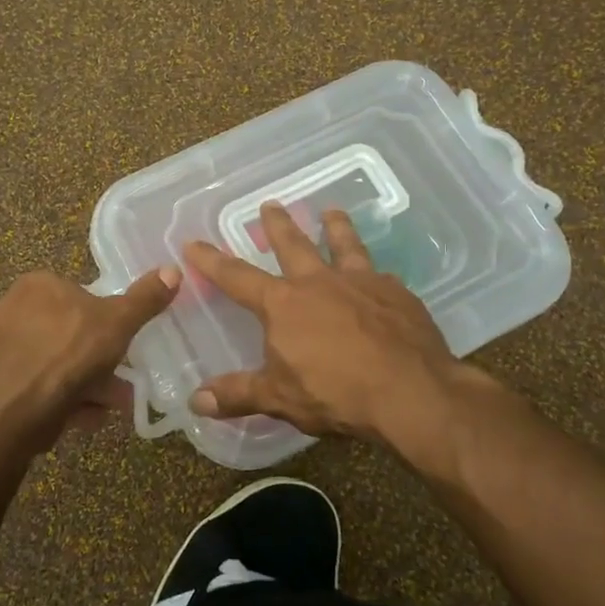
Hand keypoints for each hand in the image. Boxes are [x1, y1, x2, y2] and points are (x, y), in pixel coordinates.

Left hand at [0, 267, 180, 456]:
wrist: (7, 412)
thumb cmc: (66, 356)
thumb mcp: (117, 325)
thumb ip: (144, 299)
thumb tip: (173, 269)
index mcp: (38, 284)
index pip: (80, 299)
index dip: (105, 328)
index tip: (120, 354)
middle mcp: (8, 305)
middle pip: (65, 334)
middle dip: (93, 363)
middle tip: (115, 389)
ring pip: (48, 362)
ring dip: (77, 385)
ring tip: (98, 412)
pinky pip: (28, 383)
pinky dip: (49, 397)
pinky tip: (69, 418)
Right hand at [184, 203, 481, 447]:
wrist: (410, 392)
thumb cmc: (336, 393)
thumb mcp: (279, 398)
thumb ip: (238, 394)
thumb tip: (195, 401)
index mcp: (284, 304)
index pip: (237, 277)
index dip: (212, 261)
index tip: (194, 243)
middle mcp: (319, 282)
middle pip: (293, 244)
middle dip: (278, 225)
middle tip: (271, 203)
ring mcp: (362, 283)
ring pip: (345, 245)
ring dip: (336, 227)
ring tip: (332, 211)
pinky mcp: (398, 294)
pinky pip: (381, 276)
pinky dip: (375, 273)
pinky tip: (380, 276)